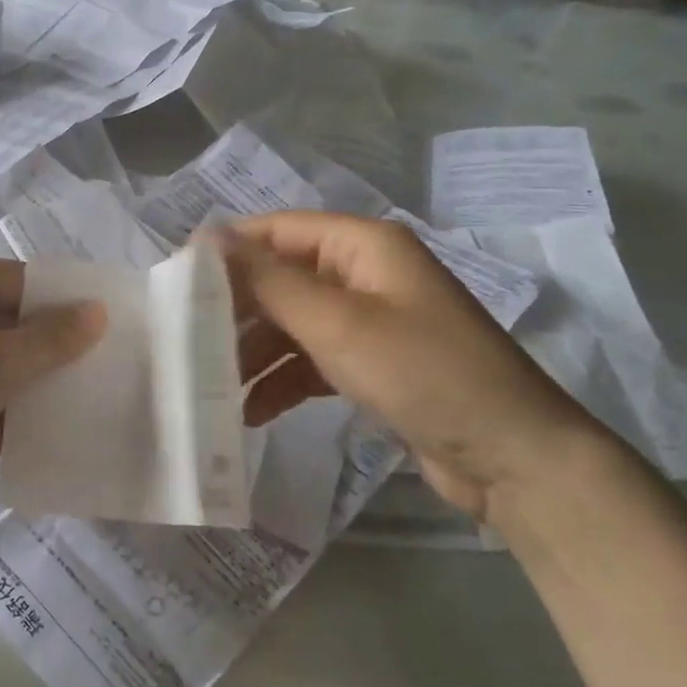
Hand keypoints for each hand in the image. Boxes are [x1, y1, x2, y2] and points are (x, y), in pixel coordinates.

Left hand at [0, 257, 106, 498]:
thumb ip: (49, 340)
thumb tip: (97, 311)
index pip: (20, 280)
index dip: (65, 303)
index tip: (112, 329)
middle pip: (9, 323)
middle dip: (53, 350)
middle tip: (105, 372)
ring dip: (32, 387)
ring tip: (85, 409)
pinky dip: (4, 417)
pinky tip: (44, 442)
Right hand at [218, 212, 607, 518]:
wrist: (511, 456)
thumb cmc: (423, 373)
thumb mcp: (337, 323)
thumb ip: (269, 280)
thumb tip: (207, 237)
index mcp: (363, 245)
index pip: (277, 230)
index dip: (227, 251)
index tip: (175, 282)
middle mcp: (364, 273)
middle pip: (281, 278)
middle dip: (237, 310)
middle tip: (188, 343)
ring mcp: (370, 320)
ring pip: (292, 323)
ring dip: (255, 352)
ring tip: (214, 388)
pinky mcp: (373, 364)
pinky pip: (312, 359)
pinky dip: (282, 381)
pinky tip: (252, 412)